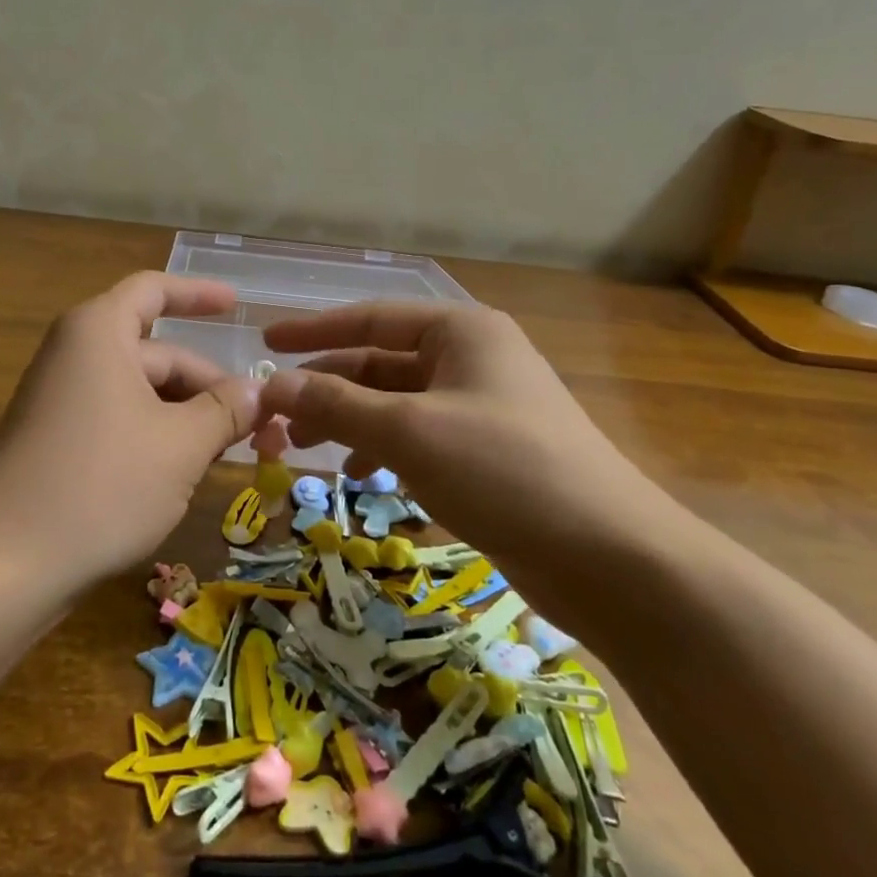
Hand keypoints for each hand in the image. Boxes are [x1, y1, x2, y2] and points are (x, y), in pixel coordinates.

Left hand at [0, 273, 261, 589]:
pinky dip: (156, 438)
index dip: (198, 294)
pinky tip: (183, 475)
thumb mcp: (181, 445)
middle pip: (156, 353)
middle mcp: (75, 356)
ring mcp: (60, 402)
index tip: (237, 306)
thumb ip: (226, 410)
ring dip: (186, 418)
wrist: (3, 564)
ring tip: (229, 454)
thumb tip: (259, 391)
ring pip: (140, 394)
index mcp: (99, 333)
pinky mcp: (54, 444)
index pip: (153, 290)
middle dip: (208, 386)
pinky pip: (117, 422)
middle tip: (258, 425)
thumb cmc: (102, 484)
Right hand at [256, 302, 682, 621]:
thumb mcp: (410, 431)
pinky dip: (383, 450)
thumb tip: (271, 387)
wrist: (610, 558)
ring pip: (396, 403)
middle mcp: (471, 359)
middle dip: (327, 388)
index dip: (314, 330)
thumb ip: (337, 405)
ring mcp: (481, 407)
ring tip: (305, 448)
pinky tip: (361, 476)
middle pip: (380, 363)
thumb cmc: (505, 470)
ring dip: (349, 421)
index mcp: (461, 332)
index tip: (266, 344)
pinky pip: (418, 437)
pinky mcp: (487, 453)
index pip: (371, 318)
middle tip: (276, 417)